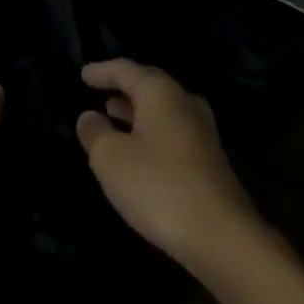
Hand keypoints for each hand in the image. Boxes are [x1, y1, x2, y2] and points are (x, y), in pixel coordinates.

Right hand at [77, 59, 260, 271]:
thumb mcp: (112, 160)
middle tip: (99, 89)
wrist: (221, 233)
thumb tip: (89, 116)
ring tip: (113, 112)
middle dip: (123, 86)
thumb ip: (96, 133)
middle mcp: (184, 101)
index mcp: (161, 92)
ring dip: (136, 109)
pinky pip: (172, 128)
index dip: (102, 70)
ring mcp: (201, 128)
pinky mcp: (209, 155)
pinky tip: (139, 147)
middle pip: (149, 84)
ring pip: (162, 107)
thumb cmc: (159, 186)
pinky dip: (150, 129)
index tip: (83, 73)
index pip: (126, 69)